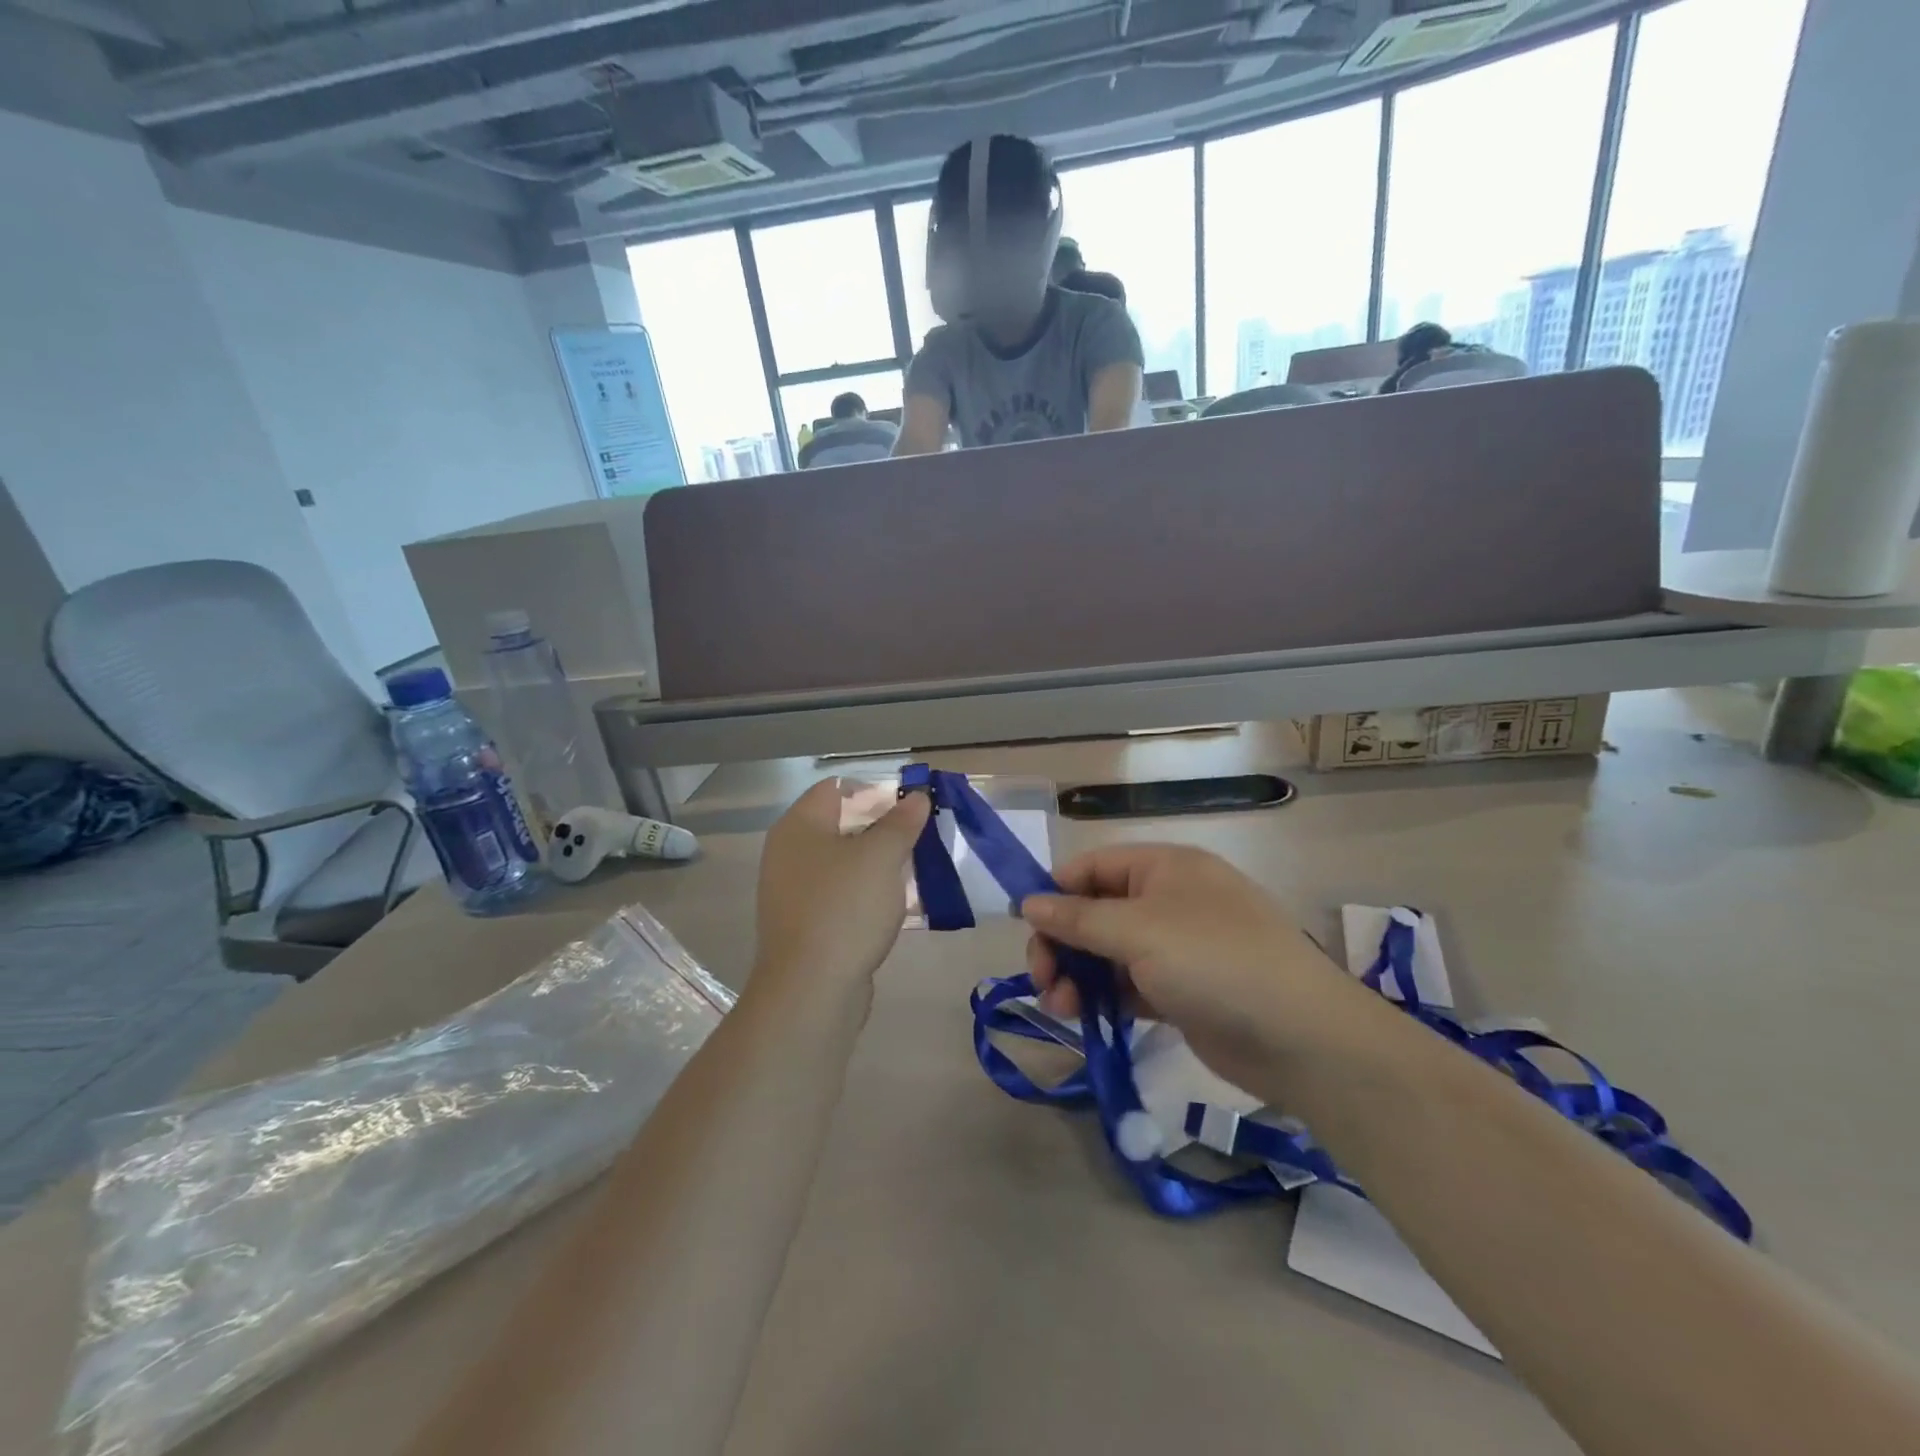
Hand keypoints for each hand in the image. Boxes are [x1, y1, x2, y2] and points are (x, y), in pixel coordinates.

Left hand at [752, 780, 929, 1002]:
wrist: (810, 990)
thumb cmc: (845, 908)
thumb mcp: (881, 856)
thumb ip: (900, 822)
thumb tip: (916, 796)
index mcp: (799, 826)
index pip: (836, 788)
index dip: (874, 790)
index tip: (910, 805)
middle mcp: (788, 853)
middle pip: (840, 825)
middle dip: (882, 828)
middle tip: (919, 836)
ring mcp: (794, 892)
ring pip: (843, 863)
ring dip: (877, 863)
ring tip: (914, 868)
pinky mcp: (805, 924)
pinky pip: (841, 896)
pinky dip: (866, 894)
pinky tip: (894, 905)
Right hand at [1021, 845, 1365, 1095]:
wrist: (1301, 1037)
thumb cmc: (1214, 961)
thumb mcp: (1139, 931)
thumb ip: (1078, 918)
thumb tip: (1028, 902)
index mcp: (1163, 868)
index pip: (1092, 868)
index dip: (1055, 893)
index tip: (1025, 928)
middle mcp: (1168, 900)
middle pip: (1095, 912)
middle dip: (1062, 943)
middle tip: (1042, 980)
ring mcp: (1176, 947)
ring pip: (1108, 952)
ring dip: (1077, 975)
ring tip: (1061, 1008)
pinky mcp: (1181, 991)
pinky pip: (1127, 984)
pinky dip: (1103, 997)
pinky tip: (1085, 1017)